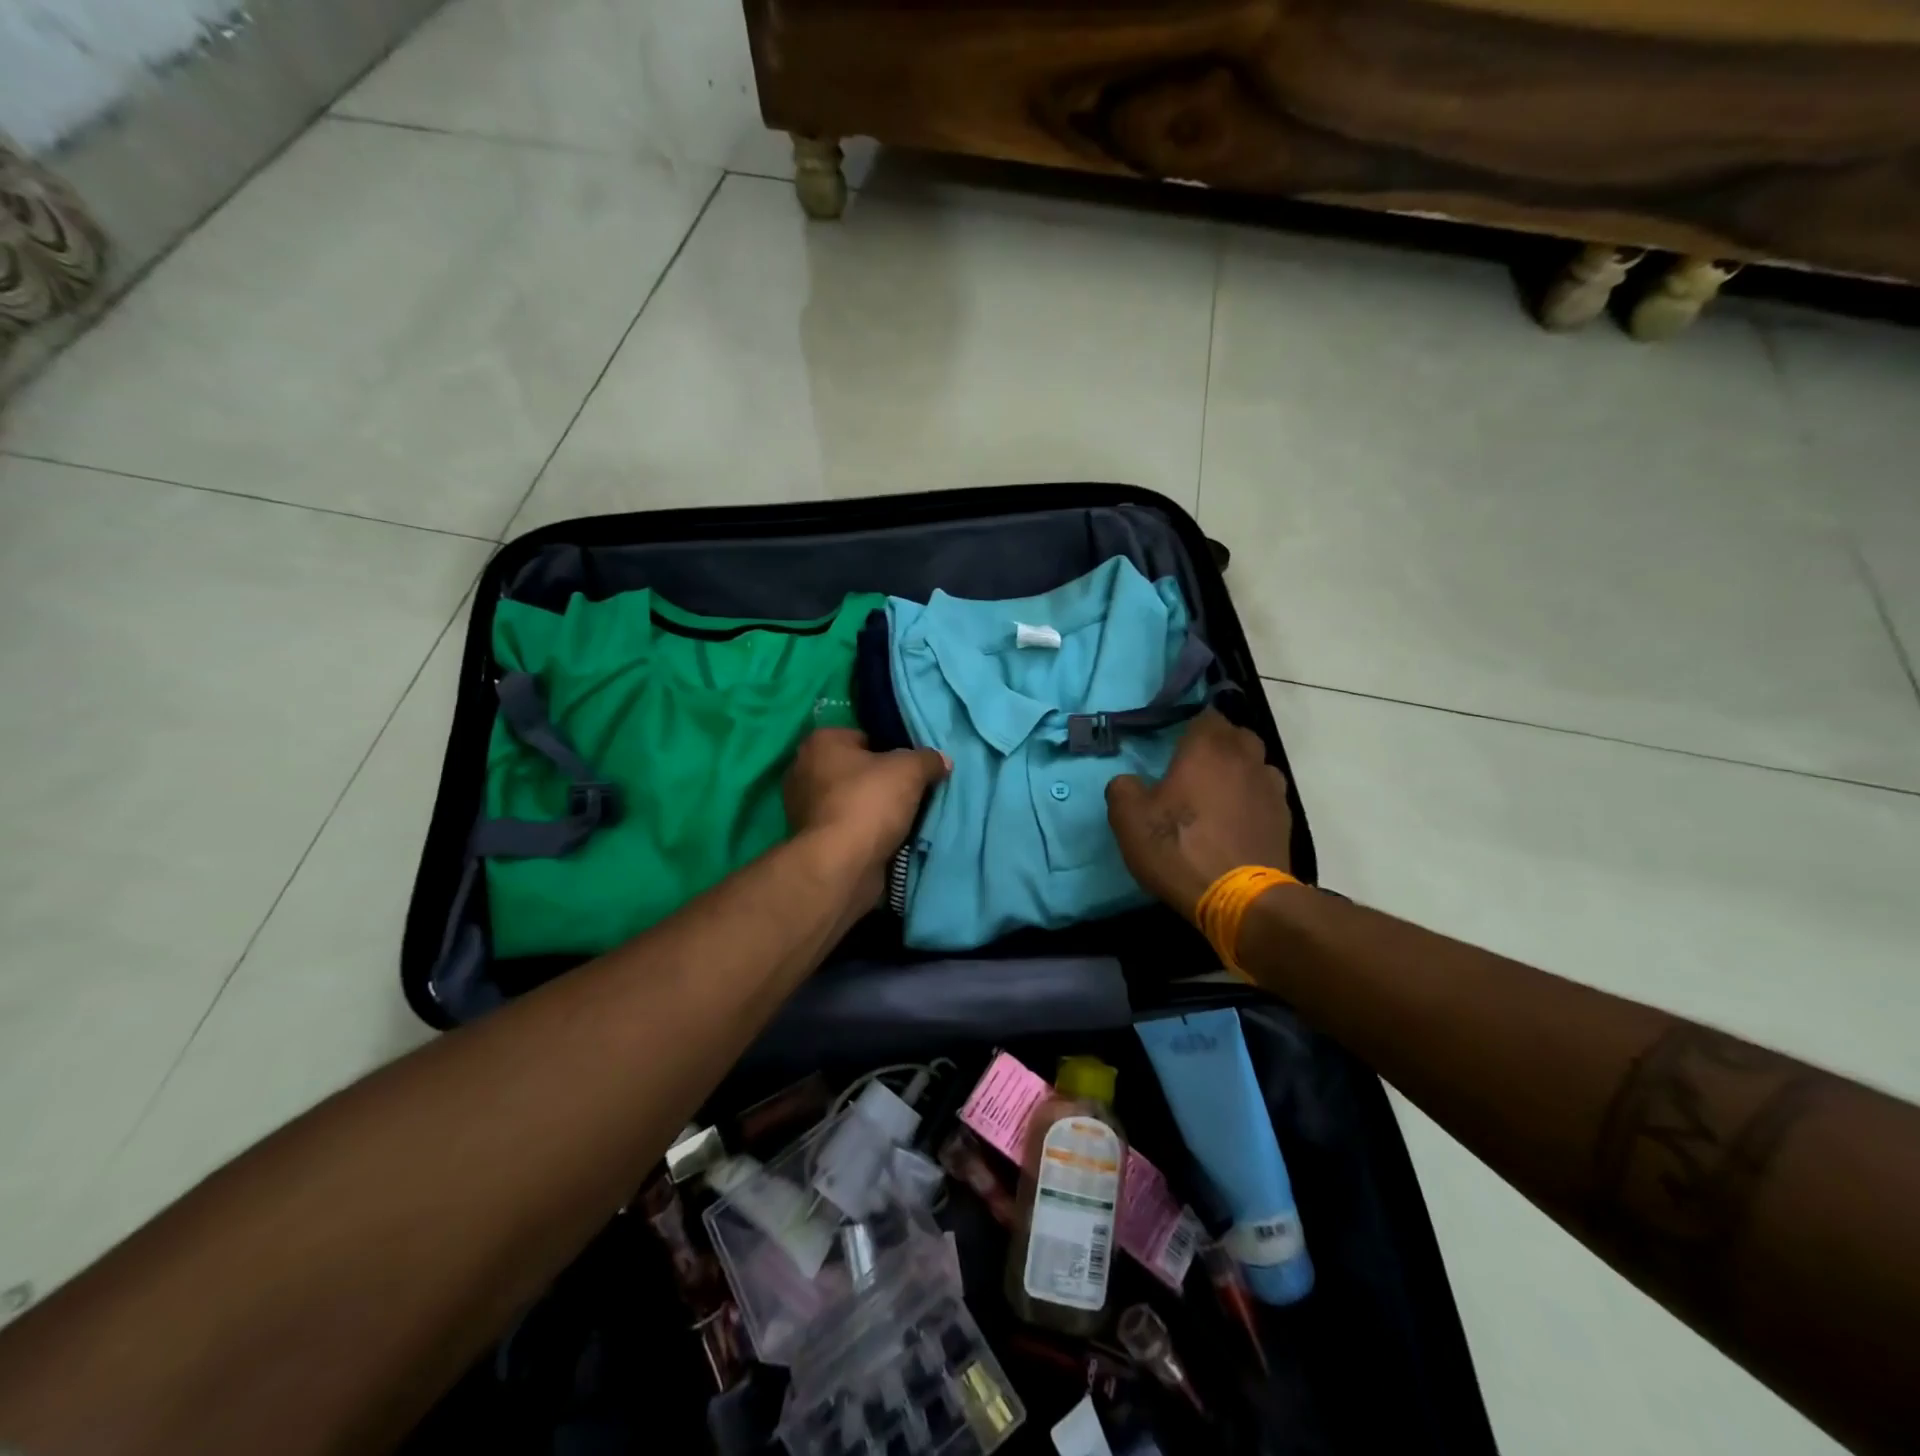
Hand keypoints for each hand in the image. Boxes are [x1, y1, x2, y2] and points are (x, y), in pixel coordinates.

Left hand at [784, 729, 948, 907]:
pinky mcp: (811, 840)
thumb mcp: (910, 770)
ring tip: (905, 819)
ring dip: (875, 810)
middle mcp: (804, 770)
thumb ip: (928, 759)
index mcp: (821, 742)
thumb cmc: (869, 803)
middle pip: (857, 770)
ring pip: (852, 801)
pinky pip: (847, 827)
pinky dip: (865, 833)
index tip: (912, 769)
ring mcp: (803, 808)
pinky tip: (889, 839)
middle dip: (882, 782)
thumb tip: (941, 761)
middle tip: (912, 793)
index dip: (891, 750)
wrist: (841, 865)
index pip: (864, 737)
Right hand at [1106, 710, 1293, 916]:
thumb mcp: (1129, 819)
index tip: (1176, 740)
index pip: (1207, 715)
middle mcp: (1244, 758)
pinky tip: (1236, 821)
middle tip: (1194, 765)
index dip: (1192, 725)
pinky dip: (1252, 800)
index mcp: (1207, 748)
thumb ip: (1122, 789)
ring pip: (1256, 764)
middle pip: (1236, 735)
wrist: (1240, 899)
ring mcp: (1270, 787)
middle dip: (1218, 743)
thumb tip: (1129, 782)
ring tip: (1218, 793)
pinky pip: (1266, 795)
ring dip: (1239, 771)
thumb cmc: (1179, 848)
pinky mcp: (1284, 818)